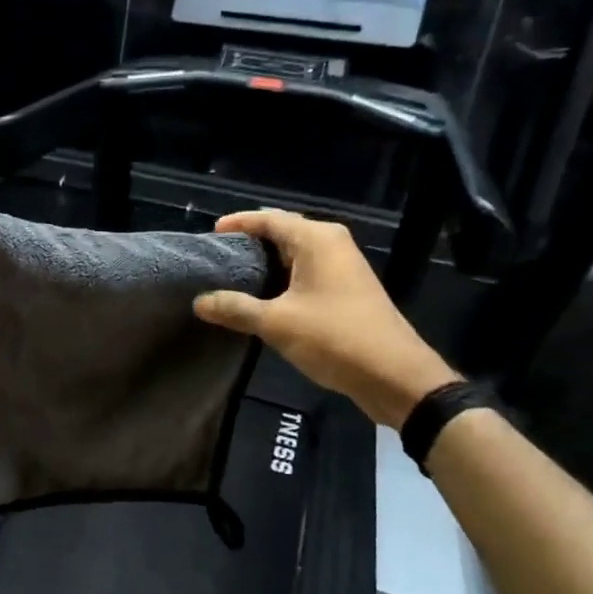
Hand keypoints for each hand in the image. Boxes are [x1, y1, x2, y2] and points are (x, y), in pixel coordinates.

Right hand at [193, 210, 458, 429]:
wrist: (393, 374)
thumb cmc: (334, 337)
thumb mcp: (276, 323)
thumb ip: (235, 308)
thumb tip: (199, 302)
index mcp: (317, 240)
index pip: (269, 219)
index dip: (238, 223)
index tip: (210, 235)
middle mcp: (332, 244)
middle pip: (283, 232)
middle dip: (250, 242)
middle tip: (217, 257)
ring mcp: (343, 266)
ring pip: (295, 254)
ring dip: (265, 263)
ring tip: (231, 277)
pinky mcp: (346, 289)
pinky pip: (306, 272)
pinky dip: (281, 278)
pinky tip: (261, 298)